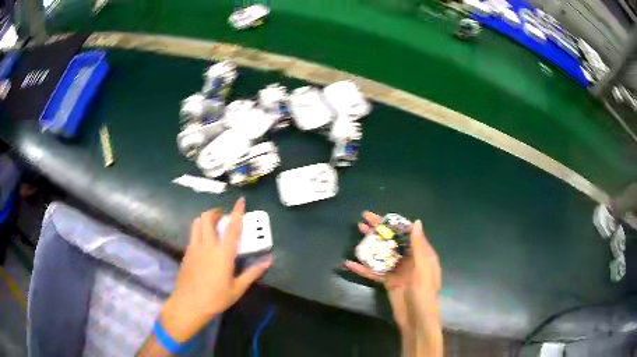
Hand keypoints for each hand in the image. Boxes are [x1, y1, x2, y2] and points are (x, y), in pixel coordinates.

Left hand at [160, 198, 272, 341]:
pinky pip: (192, 235)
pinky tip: (203, 243)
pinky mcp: (186, 253)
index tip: (240, 200)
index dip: (237, 212)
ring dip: (204, 219)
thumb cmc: (216, 298)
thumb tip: (268, 261)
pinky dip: (198, 232)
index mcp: (222, 254)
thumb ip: (252, 273)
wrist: (189, 304)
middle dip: (215, 212)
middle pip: (207, 218)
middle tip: (222, 216)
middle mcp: (207, 246)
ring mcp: (194, 248)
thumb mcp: (237, 288)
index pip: (232, 228)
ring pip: (196, 223)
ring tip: (212, 226)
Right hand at [344, 212, 441, 356]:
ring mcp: (398, 271)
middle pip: (393, 241)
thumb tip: (416, 222)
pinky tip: (350, 263)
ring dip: (371, 245)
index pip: (407, 233)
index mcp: (422, 254)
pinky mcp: (388, 282)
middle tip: (362, 220)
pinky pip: (375, 272)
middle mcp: (410, 260)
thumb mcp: (423, 269)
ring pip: (382, 254)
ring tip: (358, 233)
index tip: (379, 216)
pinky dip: (363, 268)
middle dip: (379, 231)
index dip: (394, 223)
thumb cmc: (424, 294)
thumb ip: (419, 247)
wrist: (416, 320)